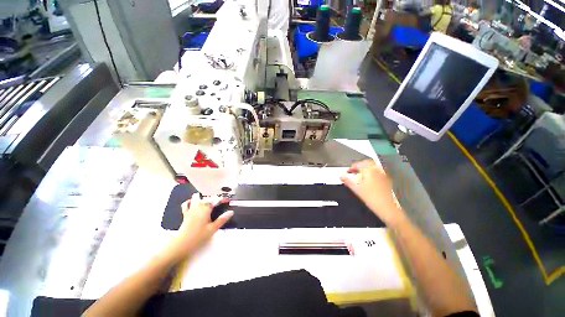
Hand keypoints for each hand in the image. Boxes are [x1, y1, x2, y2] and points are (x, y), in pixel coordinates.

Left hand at [168, 193, 232, 259]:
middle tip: (219, 202)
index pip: (215, 201)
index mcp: (206, 209)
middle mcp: (198, 207)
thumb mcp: (213, 229)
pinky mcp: (185, 214)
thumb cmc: (199, 236)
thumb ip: (222, 219)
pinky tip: (191, 202)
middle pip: (206, 199)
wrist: (182, 244)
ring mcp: (191, 210)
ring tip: (207, 200)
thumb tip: (231, 212)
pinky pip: (186, 205)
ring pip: (196, 199)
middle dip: (213, 199)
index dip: (221, 199)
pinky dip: (189, 202)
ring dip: (202, 198)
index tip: (226, 200)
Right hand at [341, 160, 405, 226]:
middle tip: (353, 172)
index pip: (358, 164)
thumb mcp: (356, 189)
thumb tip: (341, 176)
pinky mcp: (387, 179)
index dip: (351, 168)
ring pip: (373, 167)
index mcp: (369, 169)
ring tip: (360, 176)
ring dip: (365, 169)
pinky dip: (372, 173)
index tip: (347, 172)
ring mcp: (384, 174)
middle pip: (366, 163)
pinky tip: (369, 180)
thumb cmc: (371, 198)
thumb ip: (347, 181)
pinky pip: (378, 172)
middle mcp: (377, 169)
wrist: (388, 208)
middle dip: (359, 167)